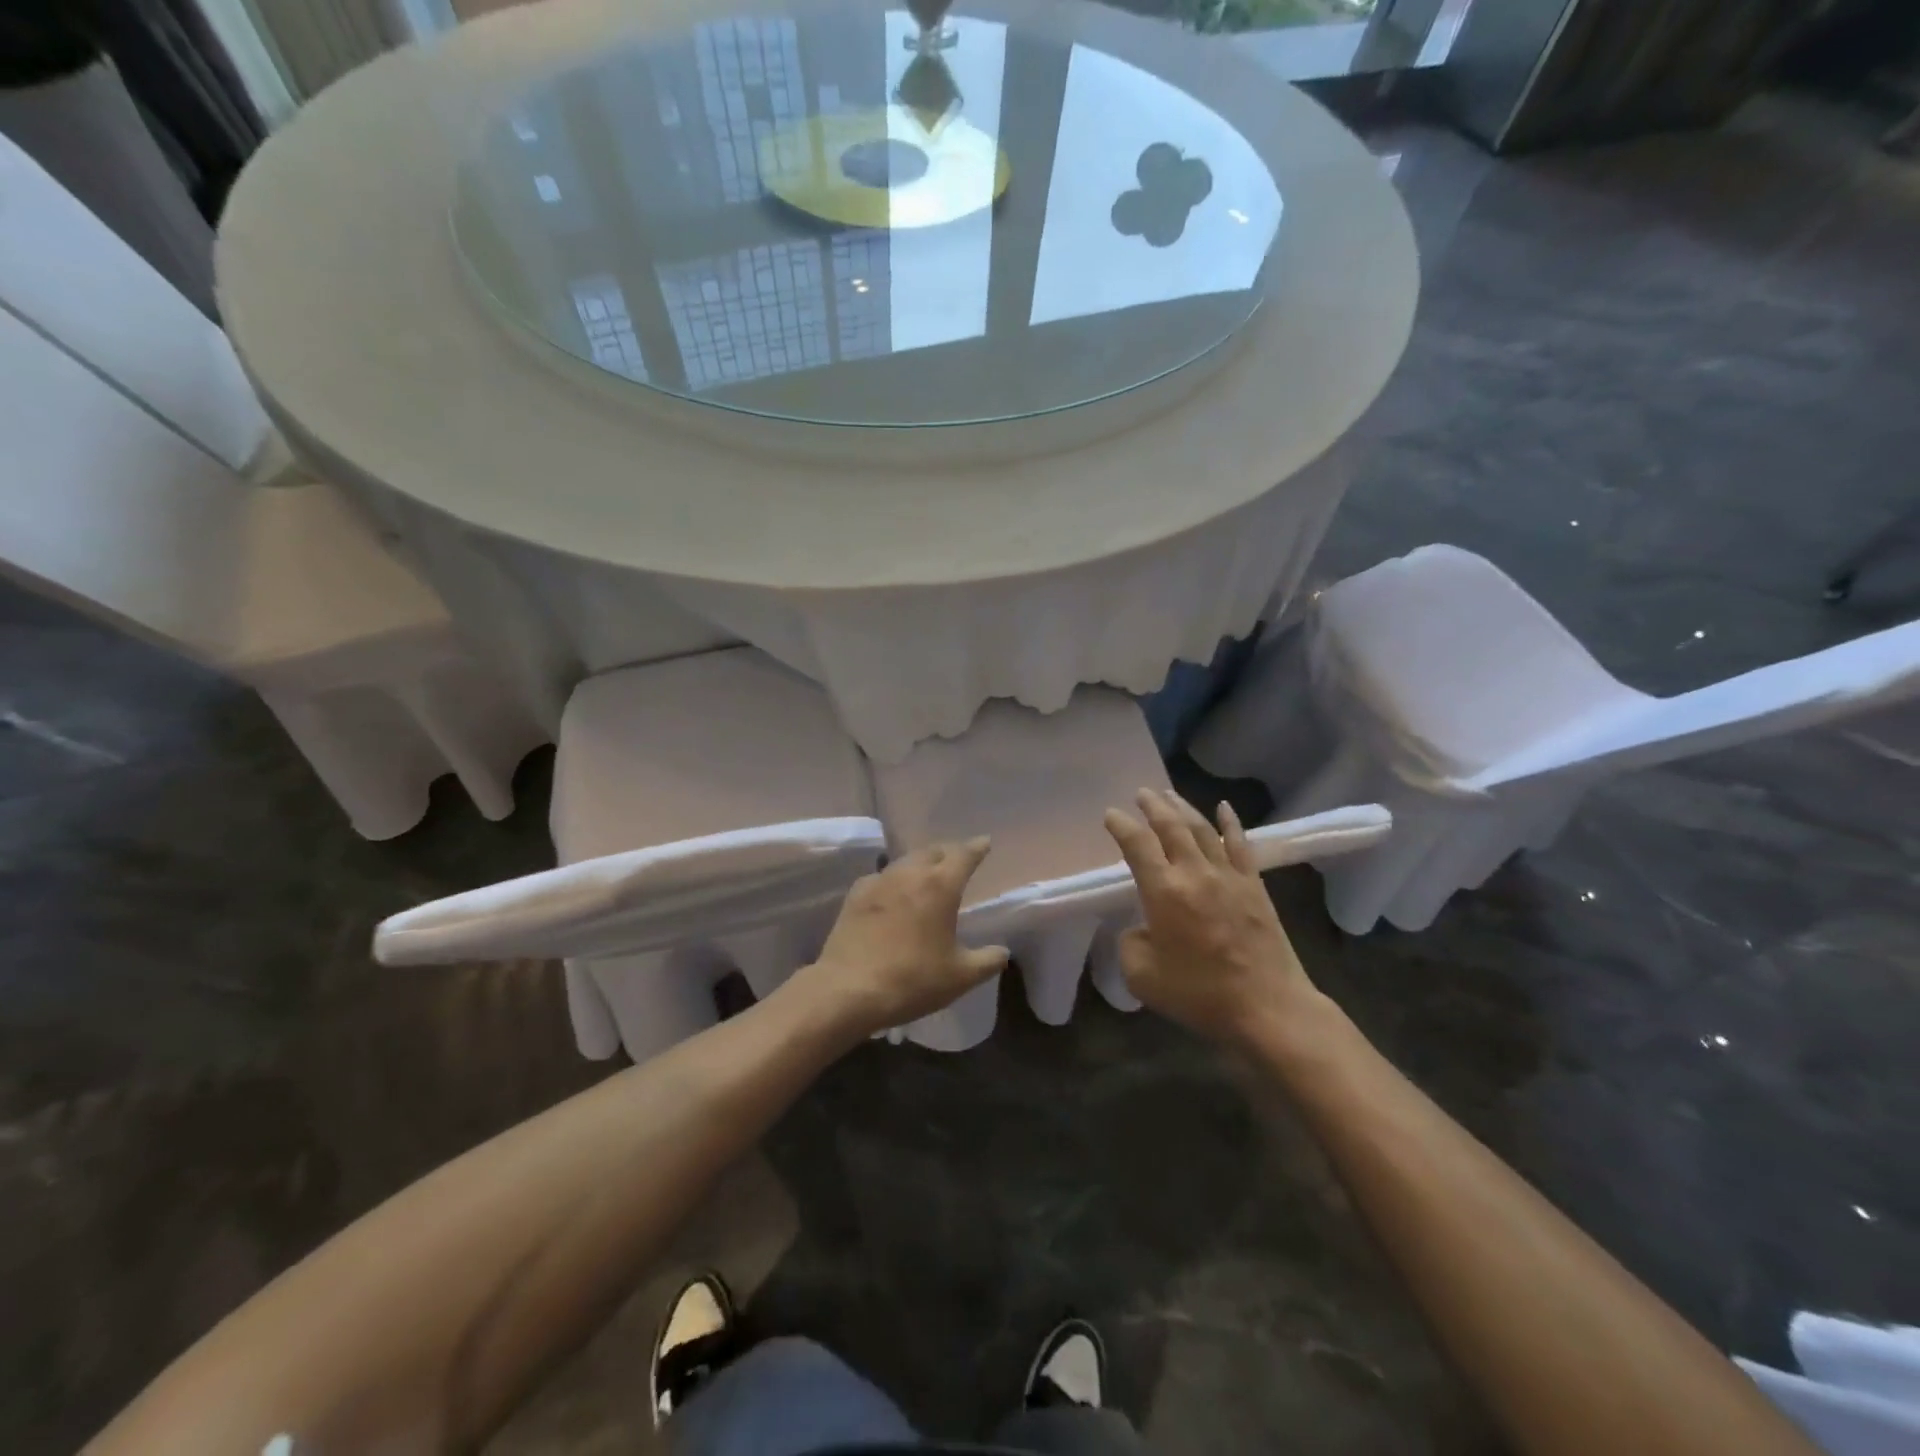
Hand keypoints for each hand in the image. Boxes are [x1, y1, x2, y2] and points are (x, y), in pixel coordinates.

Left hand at [784, 838, 1009, 1043]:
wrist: (849, 989)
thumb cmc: (913, 980)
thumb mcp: (960, 977)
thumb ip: (988, 960)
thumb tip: (1002, 951)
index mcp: (940, 885)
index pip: (964, 855)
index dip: (977, 848)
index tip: (985, 842)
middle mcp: (910, 873)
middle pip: (933, 851)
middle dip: (948, 852)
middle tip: (957, 860)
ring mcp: (879, 880)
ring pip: (906, 861)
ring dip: (921, 863)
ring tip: (928, 874)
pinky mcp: (855, 895)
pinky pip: (882, 877)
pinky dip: (894, 879)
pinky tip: (893, 893)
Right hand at [1104, 788, 1320, 1046]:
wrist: (1267, 1007)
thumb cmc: (1199, 993)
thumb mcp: (1142, 976)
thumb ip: (1130, 943)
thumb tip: (1141, 928)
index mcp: (1163, 891)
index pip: (1137, 845)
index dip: (1121, 826)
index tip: (1110, 815)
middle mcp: (1195, 873)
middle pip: (1171, 827)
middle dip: (1153, 806)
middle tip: (1141, 793)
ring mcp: (1229, 876)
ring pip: (1202, 829)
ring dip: (1183, 808)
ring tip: (1169, 794)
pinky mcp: (1255, 886)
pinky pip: (1240, 844)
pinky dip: (1230, 823)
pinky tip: (1224, 807)